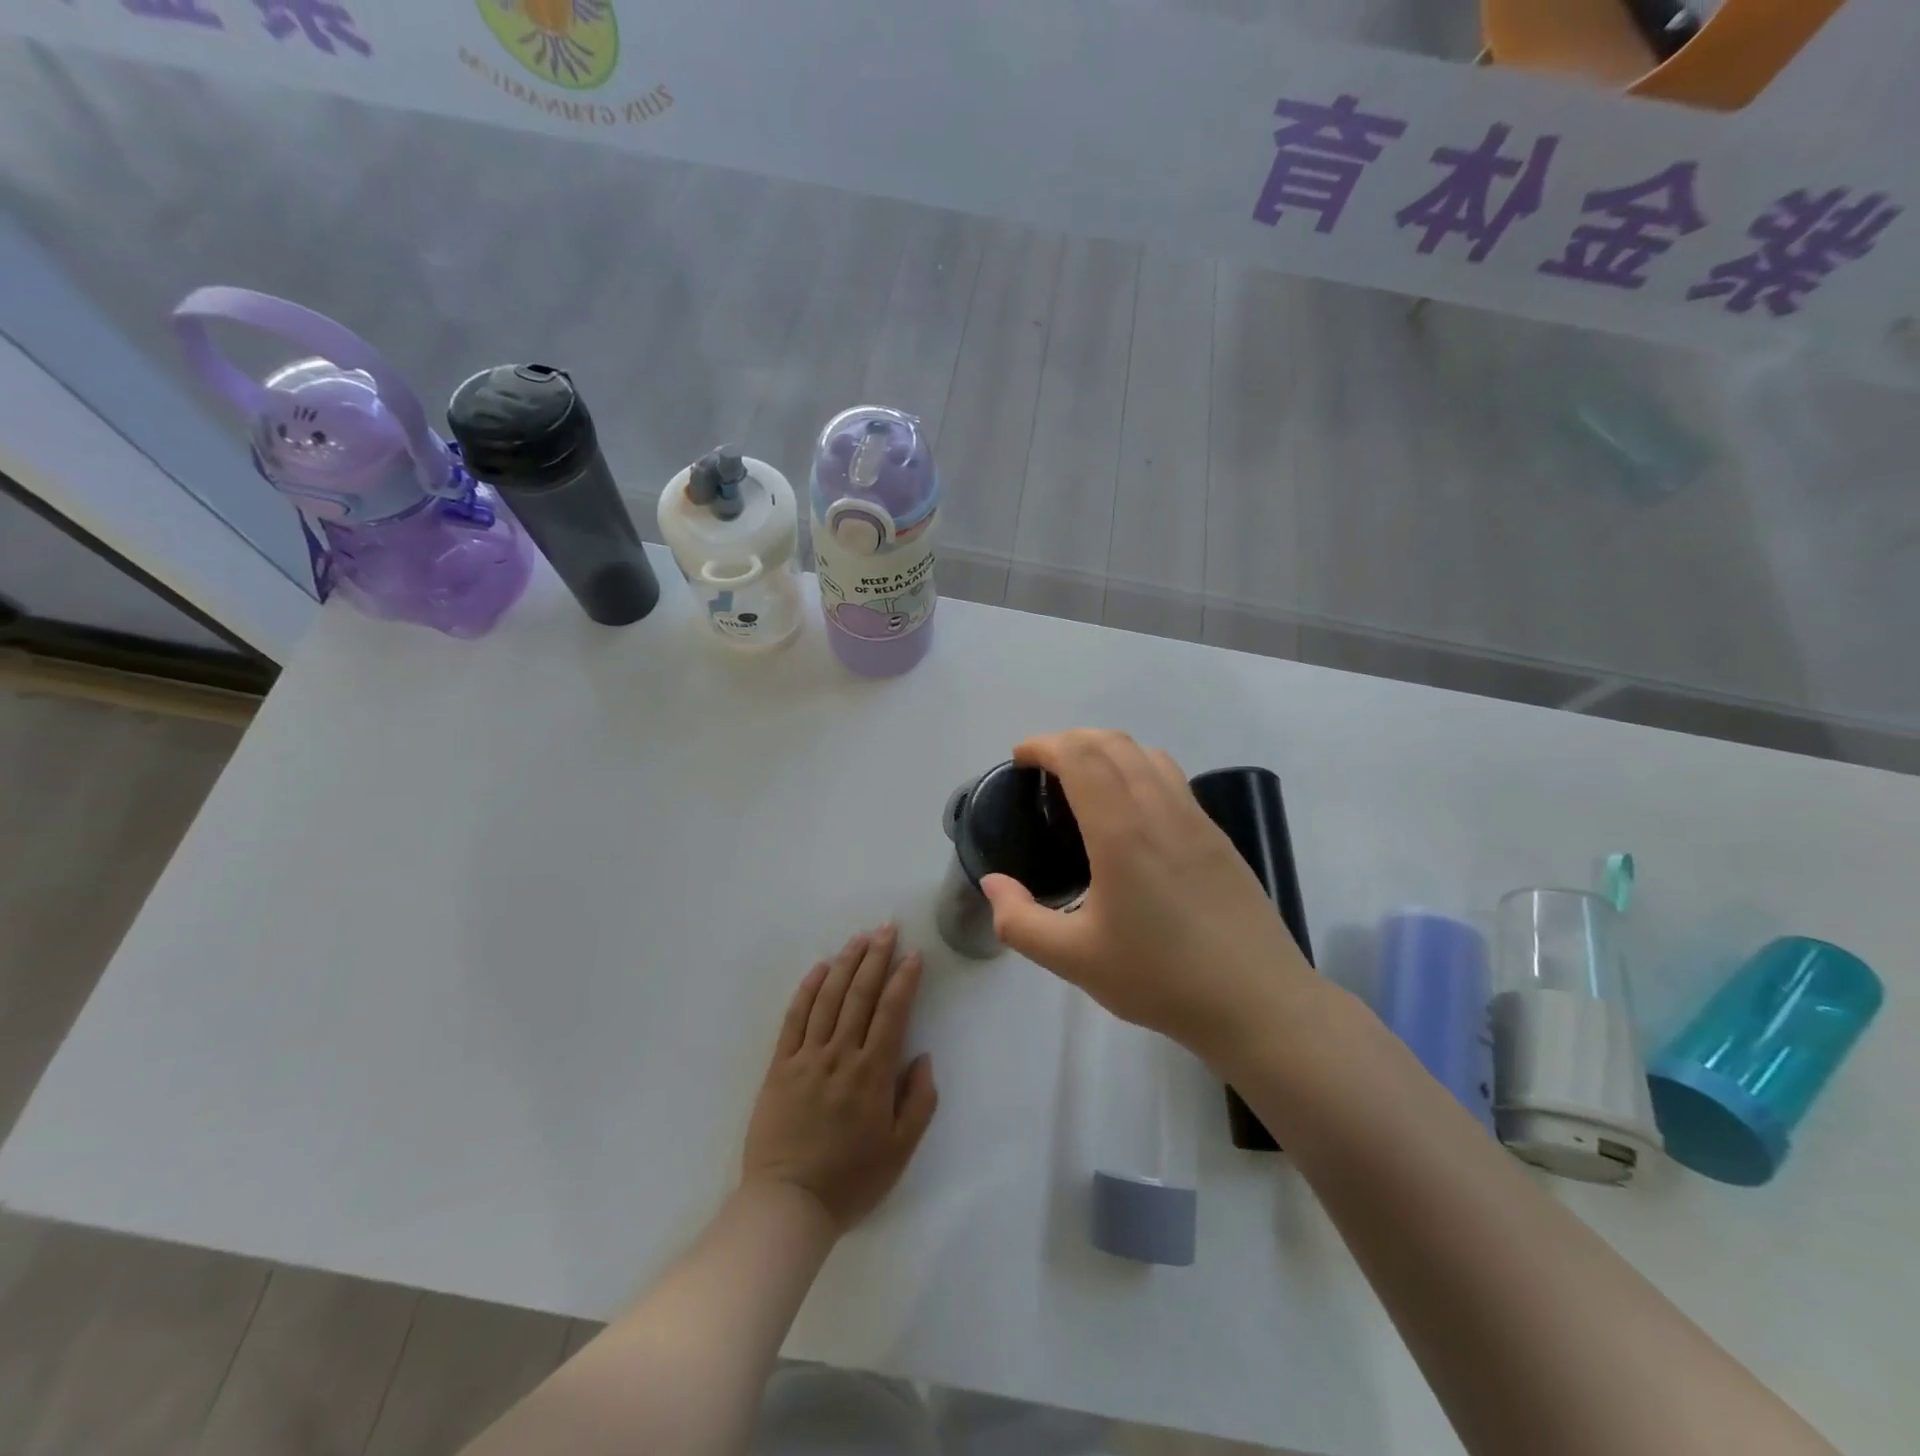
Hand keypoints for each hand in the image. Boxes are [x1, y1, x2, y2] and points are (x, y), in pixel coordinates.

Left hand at [742, 924, 938, 1231]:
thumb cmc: (851, 1181)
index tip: (913, 954)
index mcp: (873, 1074)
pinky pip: (795, 1018)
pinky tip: (820, 969)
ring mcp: (807, 1057)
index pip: (892, 1012)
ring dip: (846, 964)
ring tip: (859, 939)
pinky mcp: (780, 1066)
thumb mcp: (901, 1151)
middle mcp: (840, 1055)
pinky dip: (808, 990)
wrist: (788, 1204)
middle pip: (860, 994)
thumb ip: (919, 1101)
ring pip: (829, 998)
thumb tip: (923, 1057)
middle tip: (886, 928)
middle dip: (876, 957)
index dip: (904, 979)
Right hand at [980, 730, 1316, 1061]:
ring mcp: (1196, 819)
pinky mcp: (1218, 836)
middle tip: (1043, 768)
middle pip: (1114, 743)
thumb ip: (1020, 920)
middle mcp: (1161, 810)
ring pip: (1148, 755)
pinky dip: (1139, 769)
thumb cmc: (1160, 979)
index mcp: (1122, 832)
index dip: (1045, 745)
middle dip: (1071, 740)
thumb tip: (992, 884)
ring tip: (1085, 780)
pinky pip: (1172, 778)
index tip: (1020, 759)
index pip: (1081, 757)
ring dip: (1108, 750)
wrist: (1257, 1002)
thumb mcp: (1073, 960)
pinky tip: (1131, 812)